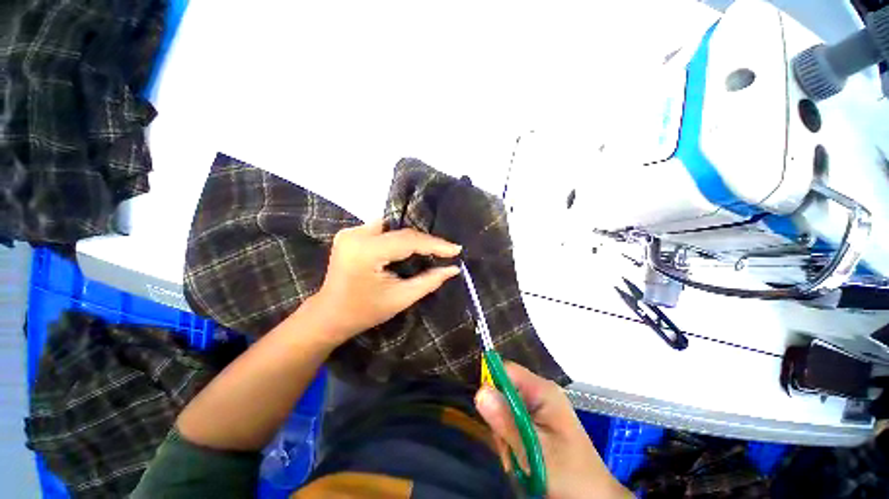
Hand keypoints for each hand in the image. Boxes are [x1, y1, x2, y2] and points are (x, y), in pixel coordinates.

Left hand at [309, 219, 461, 344]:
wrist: (329, 315)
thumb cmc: (365, 312)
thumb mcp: (401, 298)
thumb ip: (429, 281)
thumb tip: (453, 268)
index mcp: (366, 252)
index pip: (408, 240)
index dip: (434, 244)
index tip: (456, 249)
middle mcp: (356, 235)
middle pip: (400, 231)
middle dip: (424, 240)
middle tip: (444, 250)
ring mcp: (350, 232)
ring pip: (392, 227)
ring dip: (410, 237)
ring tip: (430, 248)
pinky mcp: (349, 234)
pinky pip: (381, 229)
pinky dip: (396, 237)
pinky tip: (407, 248)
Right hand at [475, 363, 630, 498]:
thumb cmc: (570, 473)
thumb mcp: (536, 450)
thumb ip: (507, 421)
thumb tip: (479, 392)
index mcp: (542, 390)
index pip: (507, 370)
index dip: (491, 384)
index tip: (487, 412)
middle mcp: (539, 393)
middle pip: (503, 391)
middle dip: (500, 419)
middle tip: (508, 448)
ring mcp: (539, 408)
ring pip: (505, 410)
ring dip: (505, 435)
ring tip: (517, 459)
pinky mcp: (538, 422)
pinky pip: (513, 422)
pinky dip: (511, 441)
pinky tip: (521, 460)